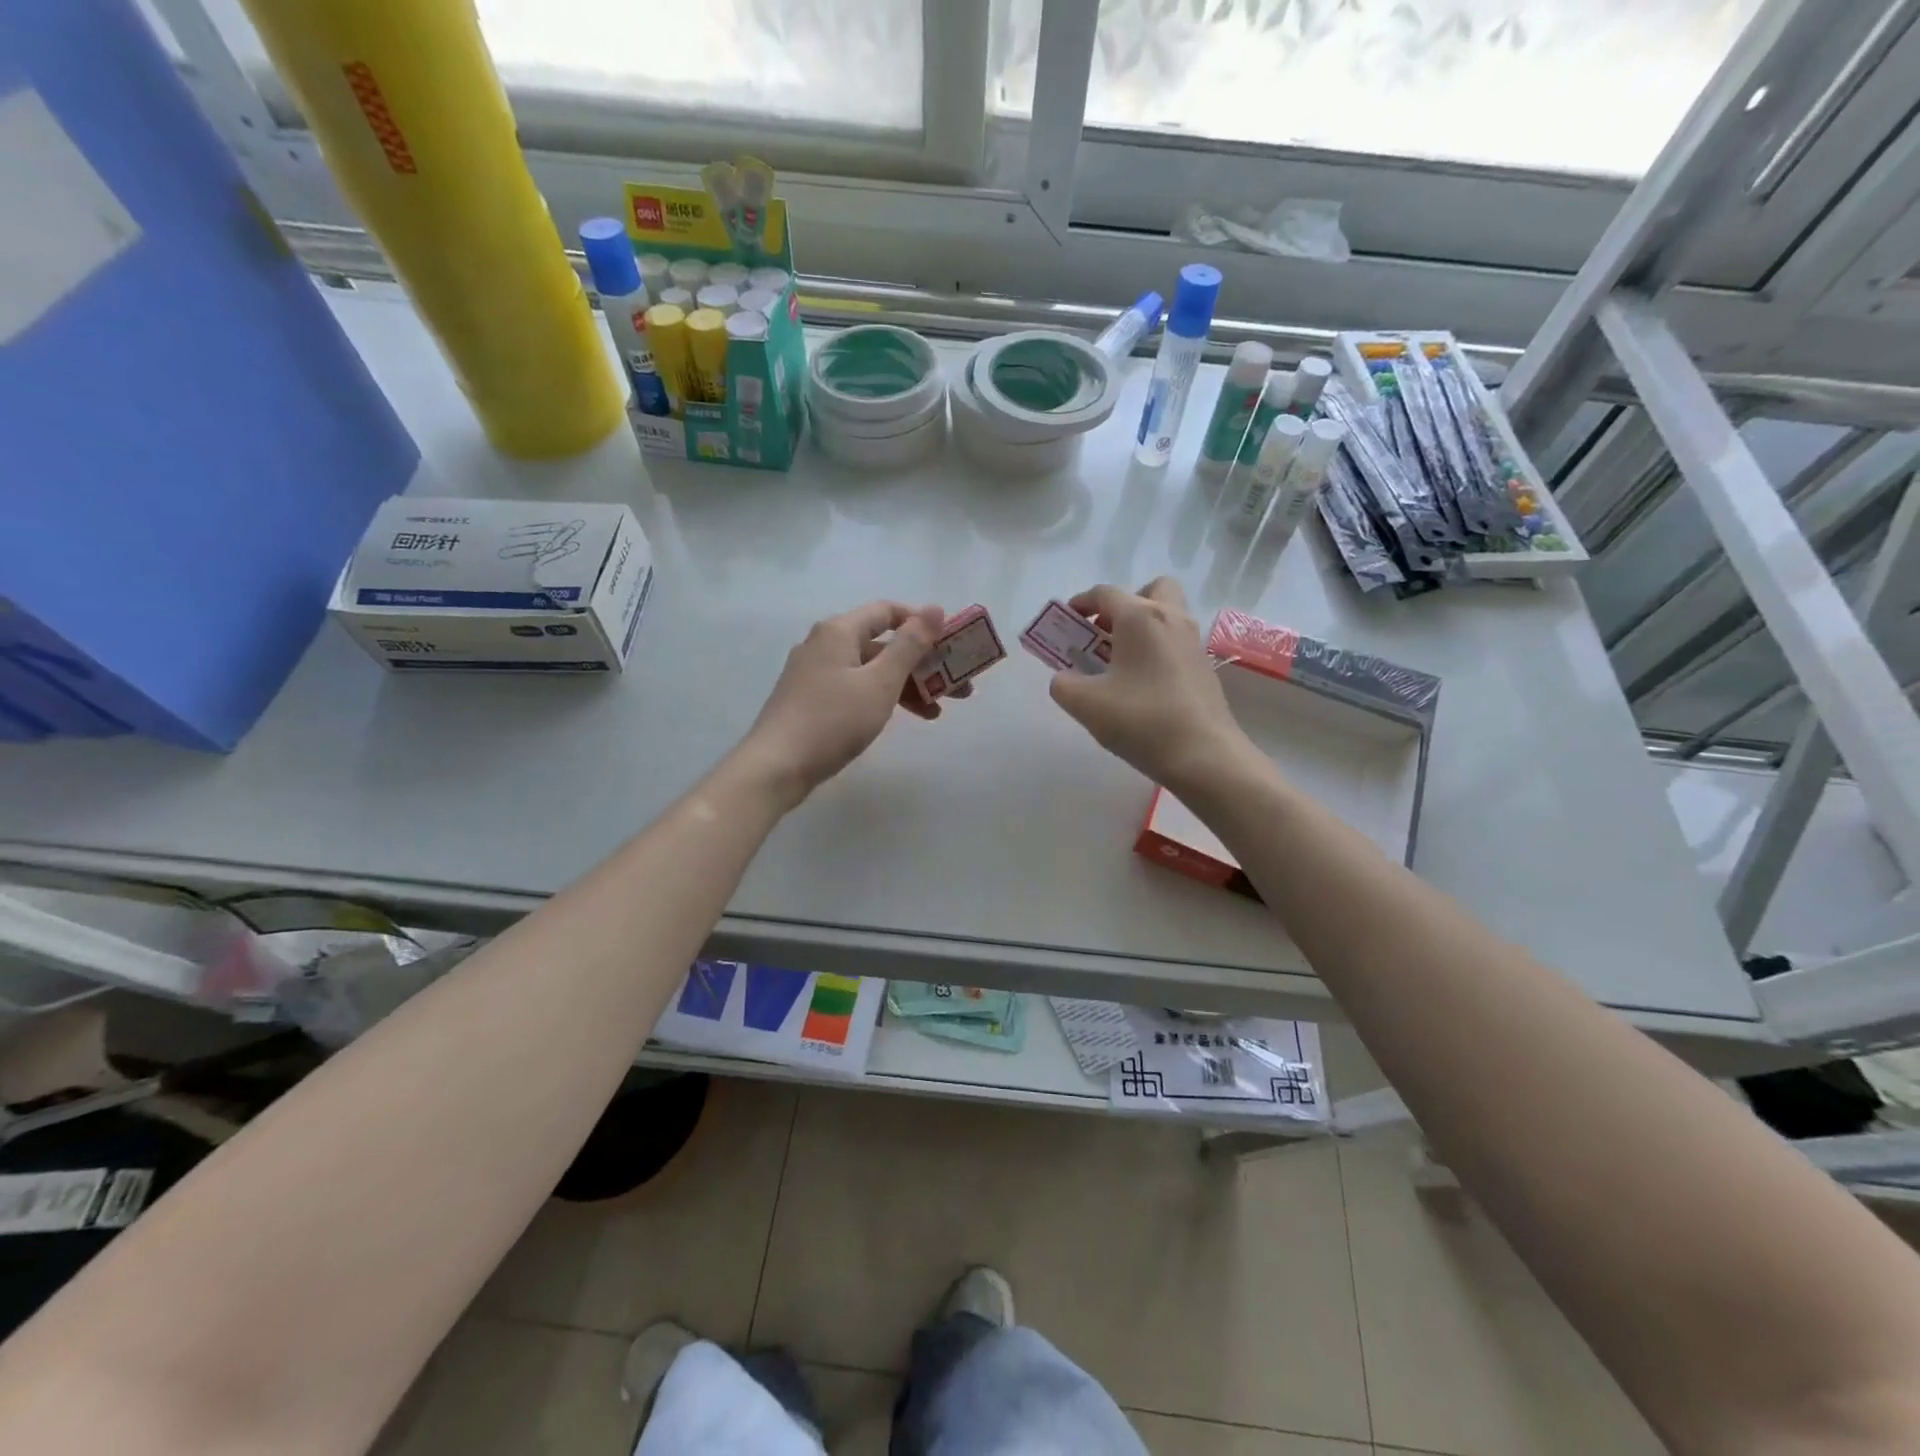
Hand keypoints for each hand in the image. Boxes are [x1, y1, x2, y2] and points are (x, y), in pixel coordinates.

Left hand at [735, 601, 953, 806]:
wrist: (776, 766)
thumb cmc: (833, 720)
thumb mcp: (880, 682)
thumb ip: (910, 646)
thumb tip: (934, 609)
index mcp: (839, 631)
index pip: (887, 611)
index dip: (921, 623)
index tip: (950, 644)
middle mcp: (824, 644)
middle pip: (881, 644)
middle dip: (921, 664)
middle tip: (956, 687)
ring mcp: (814, 673)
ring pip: (870, 670)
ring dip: (905, 686)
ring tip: (936, 712)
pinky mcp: (810, 699)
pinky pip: (855, 688)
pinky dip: (881, 698)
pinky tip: (901, 718)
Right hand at [1046, 577, 1250, 791]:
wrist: (1204, 756)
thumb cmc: (1141, 720)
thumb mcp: (1085, 704)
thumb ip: (1063, 684)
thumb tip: (1064, 679)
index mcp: (1139, 617)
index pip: (1105, 593)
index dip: (1081, 603)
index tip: (1066, 622)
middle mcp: (1171, 619)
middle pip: (1150, 590)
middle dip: (1125, 604)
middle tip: (1106, 633)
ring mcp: (1193, 643)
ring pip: (1167, 616)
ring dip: (1142, 629)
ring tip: (1119, 663)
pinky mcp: (1205, 668)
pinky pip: (1176, 644)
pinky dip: (1157, 651)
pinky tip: (1142, 686)